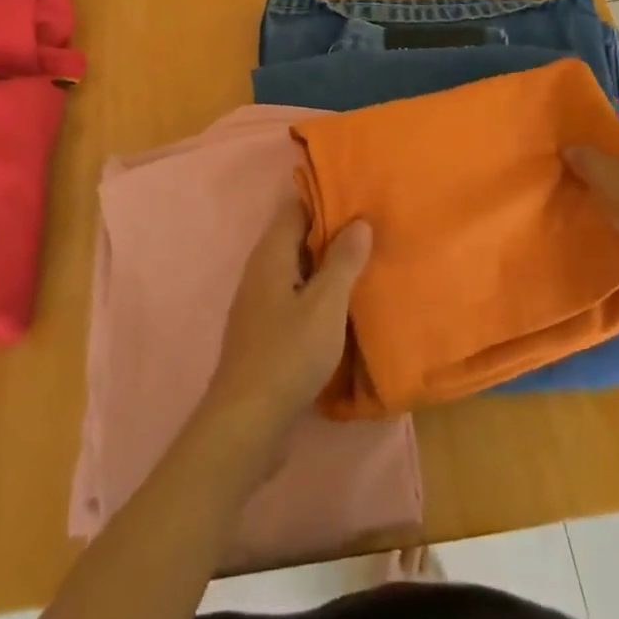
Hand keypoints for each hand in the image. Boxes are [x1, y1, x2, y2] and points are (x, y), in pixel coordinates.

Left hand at [200, 196, 371, 445]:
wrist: (247, 422)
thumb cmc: (288, 354)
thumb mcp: (325, 304)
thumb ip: (343, 261)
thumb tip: (358, 221)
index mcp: (271, 254)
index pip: (296, 208)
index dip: (326, 200)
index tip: (359, 197)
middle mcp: (261, 271)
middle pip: (297, 238)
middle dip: (331, 233)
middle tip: (372, 229)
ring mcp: (259, 303)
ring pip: (297, 270)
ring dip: (326, 266)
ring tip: (365, 264)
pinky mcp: (264, 332)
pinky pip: (295, 297)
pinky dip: (318, 294)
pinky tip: (343, 307)